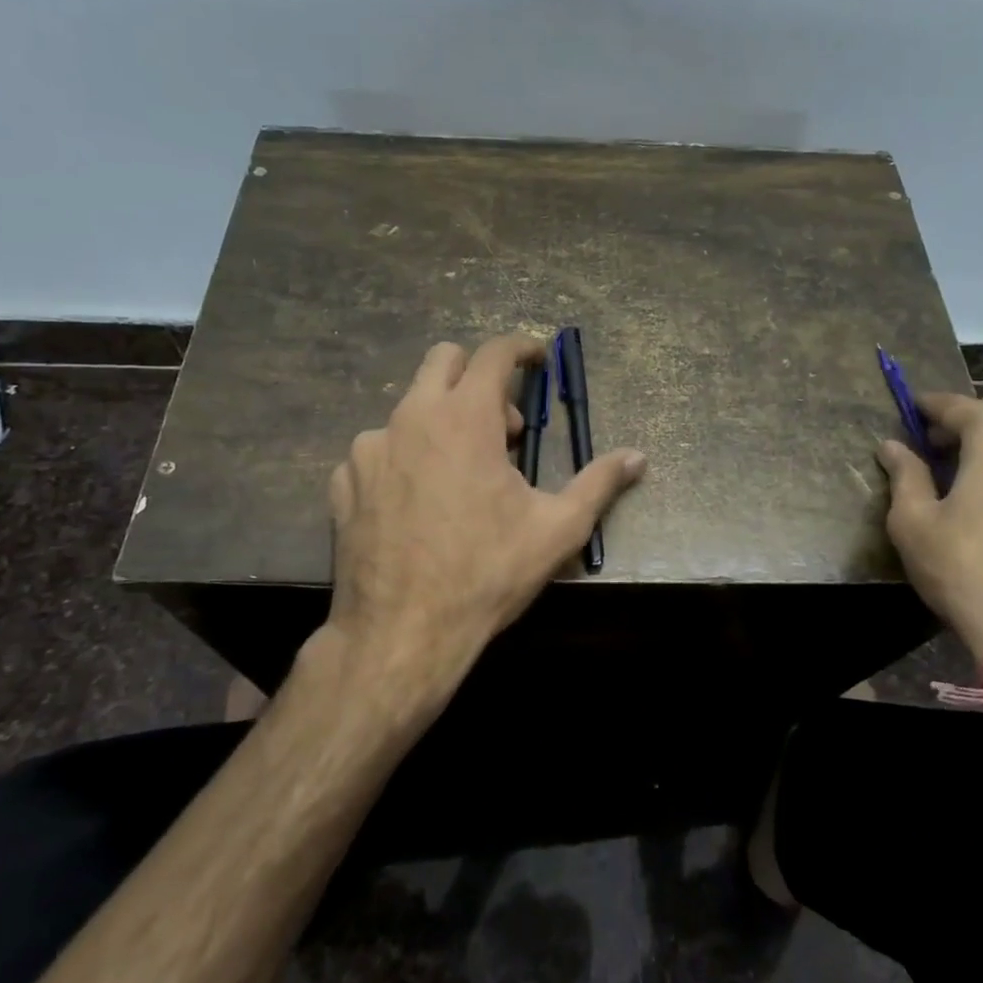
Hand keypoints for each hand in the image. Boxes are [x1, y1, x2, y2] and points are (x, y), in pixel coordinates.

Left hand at [325, 335, 646, 703]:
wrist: (401, 634)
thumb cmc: (486, 574)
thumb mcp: (557, 530)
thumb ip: (599, 484)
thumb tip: (638, 457)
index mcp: (466, 418)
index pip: (495, 353)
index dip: (522, 348)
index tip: (538, 359)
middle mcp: (412, 417)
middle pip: (444, 360)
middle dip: (478, 376)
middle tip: (502, 427)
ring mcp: (370, 448)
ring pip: (410, 408)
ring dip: (441, 422)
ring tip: (459, 475)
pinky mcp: (344, 481)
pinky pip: (379, 450)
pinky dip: (404, 458)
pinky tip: (416, 502)